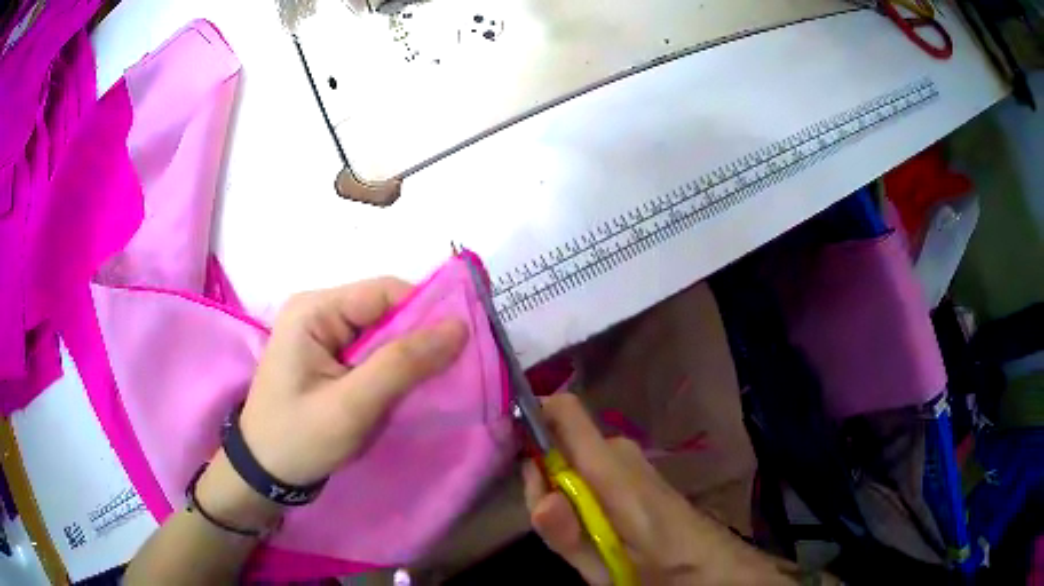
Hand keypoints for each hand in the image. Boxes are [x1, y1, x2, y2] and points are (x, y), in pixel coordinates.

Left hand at [197, 278, 468, 528]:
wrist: (265, 473)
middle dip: (420, 338)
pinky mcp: (329, 355)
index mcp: (314, 310)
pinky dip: (394, 368)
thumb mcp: (351, 406)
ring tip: (435, 383)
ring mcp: (323, 333)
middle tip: (454, 369)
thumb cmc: (299, 439)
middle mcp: (318, 311)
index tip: (465, 343)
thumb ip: (402, 365)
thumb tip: (459, 326)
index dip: (428, 311)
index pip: (385, 293)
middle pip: (386, 310)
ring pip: (383, 332)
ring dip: (409, 356)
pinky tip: (408, 388)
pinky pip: (373, 350)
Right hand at [523, 394, 800, 585]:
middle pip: (558, 443)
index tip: (510, 454)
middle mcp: (619, 451)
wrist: (709, 564)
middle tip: (553, 524)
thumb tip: (539, 496)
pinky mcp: (634, 469)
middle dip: (542, 477)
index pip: (562, 411)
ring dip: (561, 490)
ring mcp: (629, 458)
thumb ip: (568, 535)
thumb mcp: (604, 567)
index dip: (529, 420)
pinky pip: (590, 467)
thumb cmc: (657, 568)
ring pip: (573, 459)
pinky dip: (580, 491)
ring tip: (581, 533)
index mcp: (609, 469)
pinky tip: (596, 525)